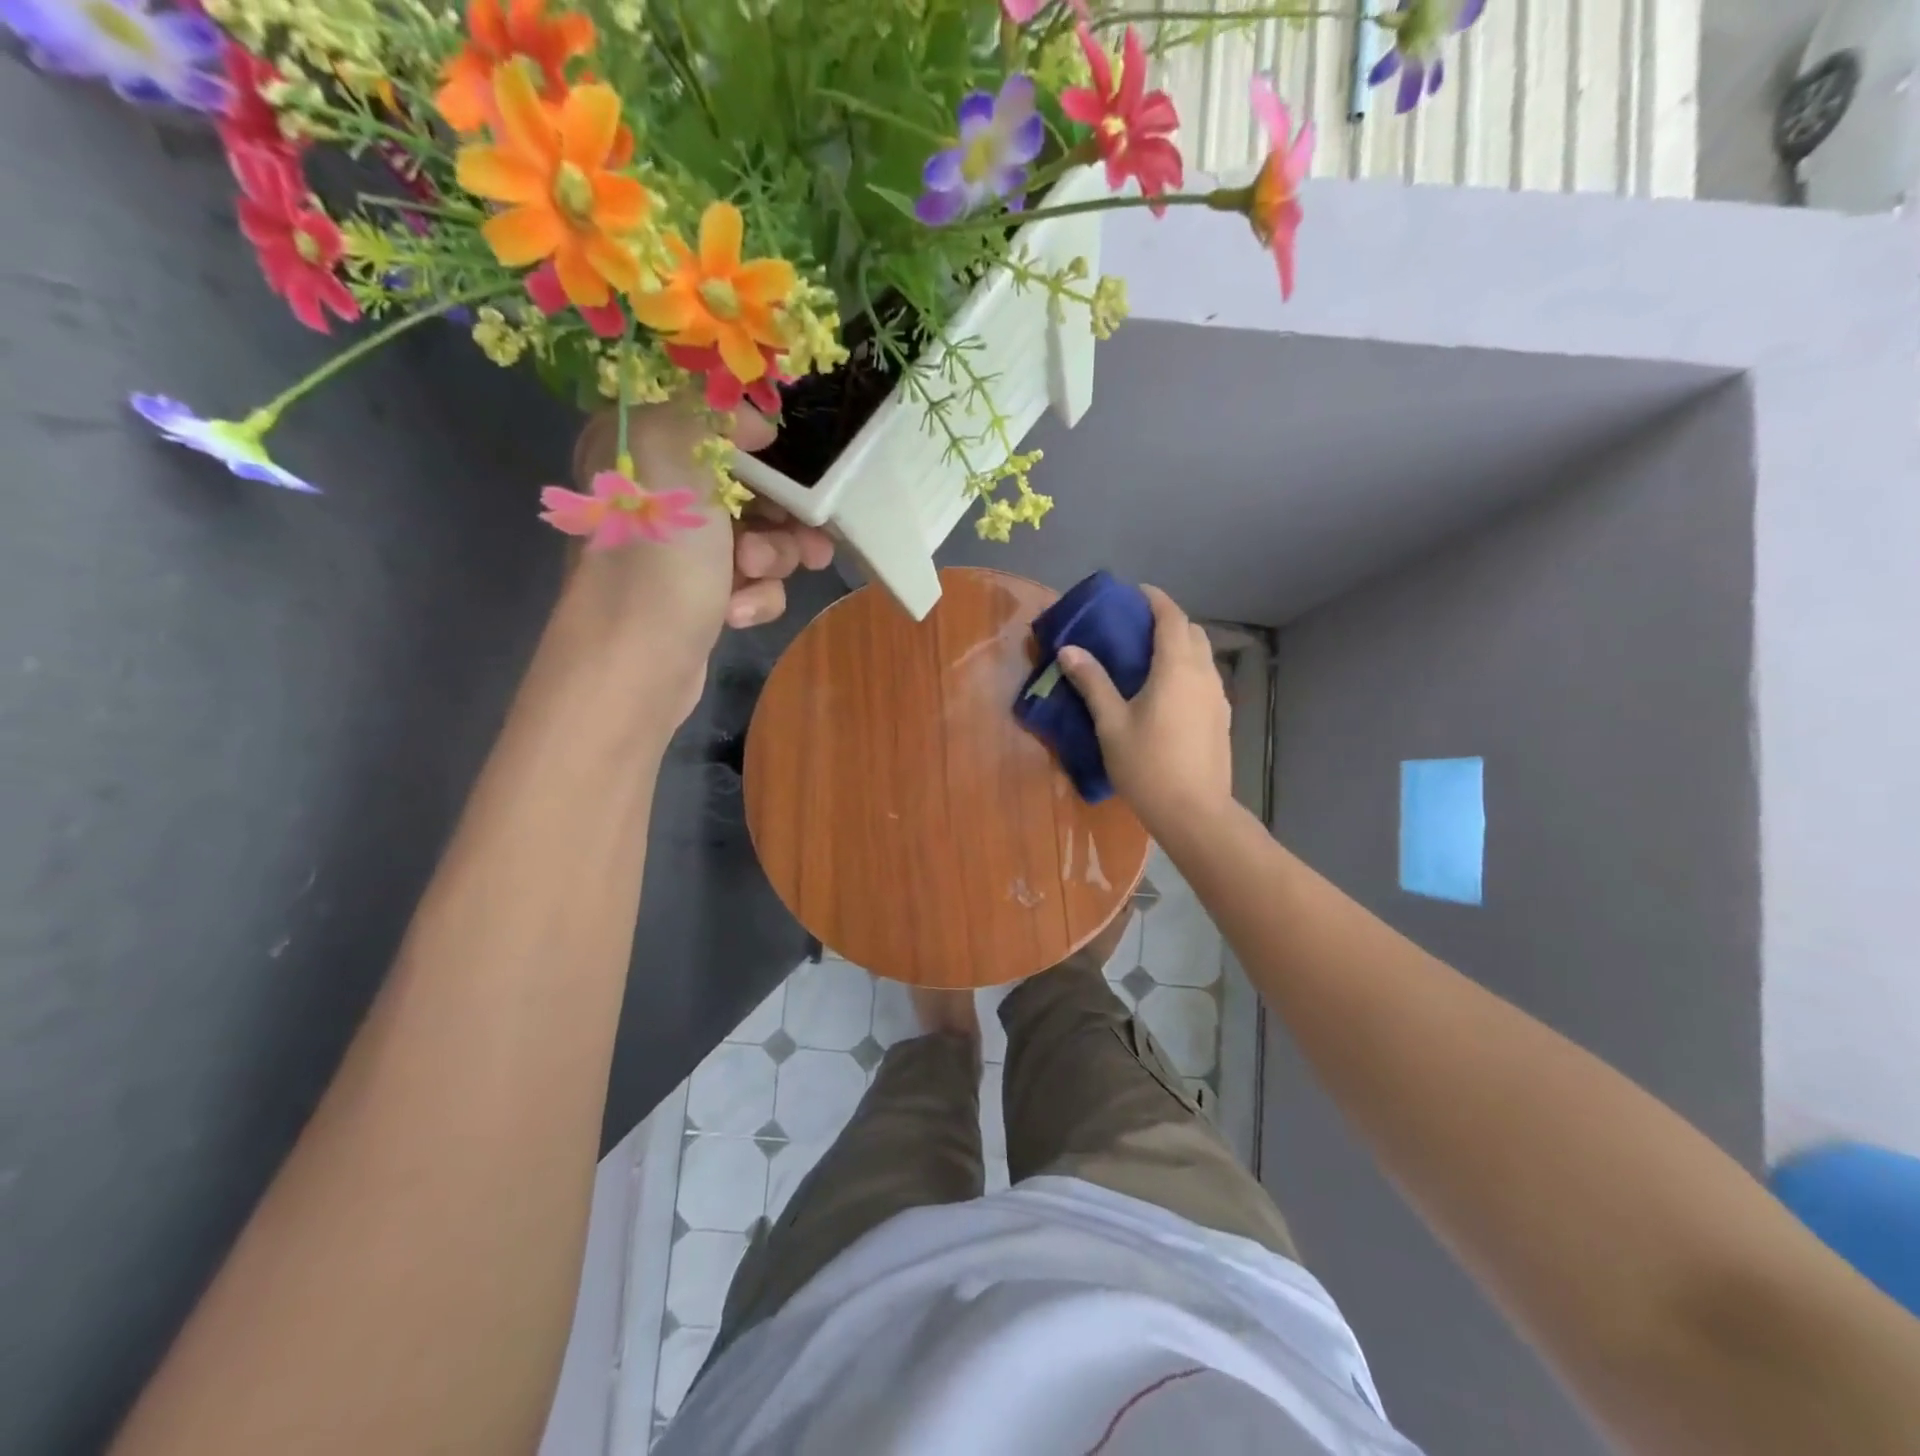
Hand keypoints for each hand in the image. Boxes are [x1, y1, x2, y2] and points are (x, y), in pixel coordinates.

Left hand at [559, 399, 833, 723]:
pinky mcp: (701, 597)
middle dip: (782, 514)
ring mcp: (680, 552)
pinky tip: (737, 614)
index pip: (712, 424)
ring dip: (774, 558)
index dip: (759, 444)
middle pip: (749, 487)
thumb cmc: (658, 558)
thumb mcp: (673, 455)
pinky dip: (755, 597)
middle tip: (803, 535)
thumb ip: (711, 415)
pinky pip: (751, 583)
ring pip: (760, 538)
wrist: (636, 664)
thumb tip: (755, 425)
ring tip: (755, 576)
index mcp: (636, 447)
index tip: (788, 466)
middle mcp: (656, 494)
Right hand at [1057, 586, 1233, 839]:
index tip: (1137, 592)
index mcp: (1177, 668)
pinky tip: (1168, 691)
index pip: (1172, 618)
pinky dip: (1189, 668)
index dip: (1156, 600)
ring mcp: (1218, 697)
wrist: (1194, 811)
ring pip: (1203, 656)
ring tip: (1151, 657)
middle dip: (1169, 620)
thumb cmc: (1147, 765)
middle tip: (1138, 626)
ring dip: (1181, 645)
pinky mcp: (1222, 718)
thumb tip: (1068, 650)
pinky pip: (1206, 678)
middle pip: (1192, 632)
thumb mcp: (1111, 724)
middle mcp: (1204, 674)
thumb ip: (1092, 683)